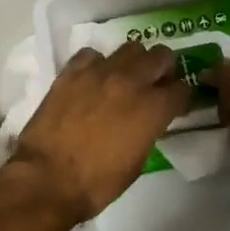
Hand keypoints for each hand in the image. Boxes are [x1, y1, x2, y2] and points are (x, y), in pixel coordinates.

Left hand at [5, 42, 190, 224]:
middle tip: (155, 83)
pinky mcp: (72, 71)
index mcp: (153, 108)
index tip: (175, 103)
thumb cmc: (97, 182)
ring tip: (124, 78)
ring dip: (133, 62)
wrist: (48, 179)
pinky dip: (97, 64)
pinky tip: (92, 80)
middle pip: (161, 55)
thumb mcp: (137, 161)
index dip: (181, 96)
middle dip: (163, 68)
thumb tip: (148, 119)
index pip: (182, 88)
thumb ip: (149, 130)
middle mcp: (131, 82)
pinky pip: (92, 54)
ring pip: (130, 47)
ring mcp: (100, 72)